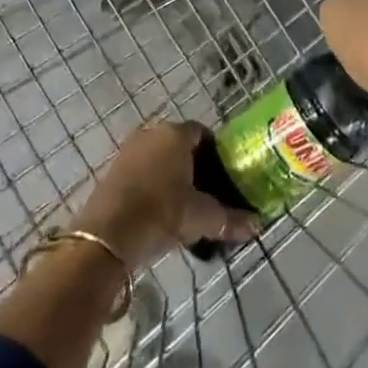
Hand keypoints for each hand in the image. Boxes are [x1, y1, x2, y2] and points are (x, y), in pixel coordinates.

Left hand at [72, 122, 262, 269]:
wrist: (109, 235)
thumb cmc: (163, 212)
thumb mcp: (202, 217)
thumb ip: (230, 219)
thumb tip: (258, 225)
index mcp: (176, 133)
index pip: (203, 133)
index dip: (216, 154)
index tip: (224, 177)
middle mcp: (152, 132)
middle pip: (180, 145)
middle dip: (194, 166)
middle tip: (206, 193)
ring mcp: (128, 150)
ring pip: (159, 158)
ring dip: (171, 176)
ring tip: (184, 206)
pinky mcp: (112, 170)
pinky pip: (141, 171)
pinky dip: (152, 185)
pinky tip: (159, 211)